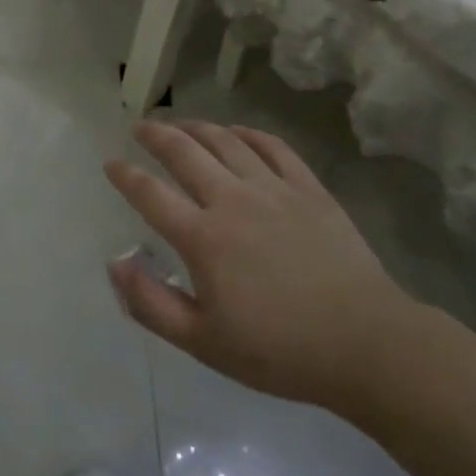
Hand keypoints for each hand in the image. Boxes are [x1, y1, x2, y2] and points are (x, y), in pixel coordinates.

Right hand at [105, 121, 422, 410]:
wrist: (364, 343)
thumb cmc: (279, 350)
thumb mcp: (203, 342)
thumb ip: (152, 304)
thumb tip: (115, 264)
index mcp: (203, 238)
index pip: (150, 194)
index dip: (125, 175)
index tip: (110, 163)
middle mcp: (232, 200)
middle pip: (184, 152)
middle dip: (156, 135)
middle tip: (140, 127)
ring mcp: (272, 188)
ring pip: (226, 141)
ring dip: (197, 127)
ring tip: (181, 125)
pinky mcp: (308, 188)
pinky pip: (272, 146)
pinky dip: (248, 133)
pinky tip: (237, 132)